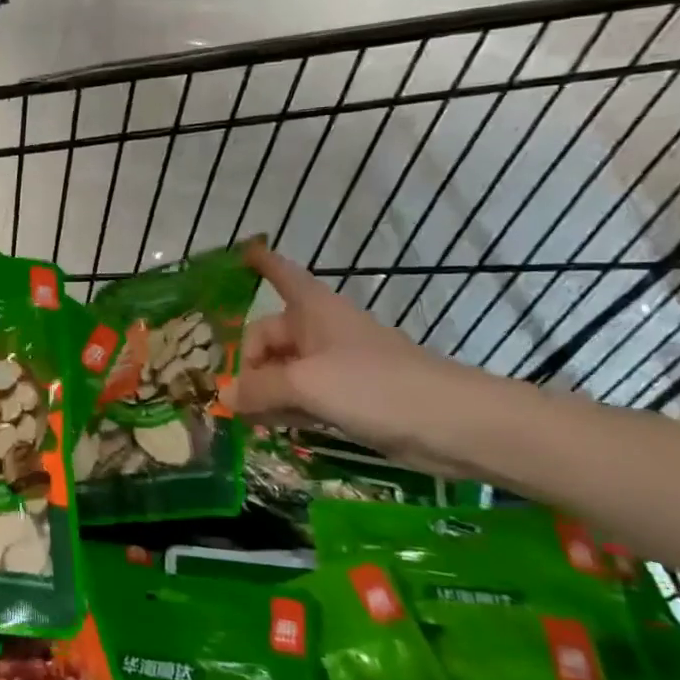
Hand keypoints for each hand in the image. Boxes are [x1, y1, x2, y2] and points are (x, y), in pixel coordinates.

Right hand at [219, 240, 469, 463]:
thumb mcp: (307, 383)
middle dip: (246, 362)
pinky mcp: (350, 400)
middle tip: (230, 396)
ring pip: (284, 371)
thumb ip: (260, 389)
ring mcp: (336, 367)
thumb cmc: (376, 386)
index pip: (281, 274)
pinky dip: (284, 408)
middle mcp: (321, 332)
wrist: (455, 425)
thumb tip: (225, 397)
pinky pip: (303, 397)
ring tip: (241, 418)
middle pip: (270, 336)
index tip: (241, 252)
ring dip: (262, 390)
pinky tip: (267, 427)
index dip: (261, 263)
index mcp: (313, 310)